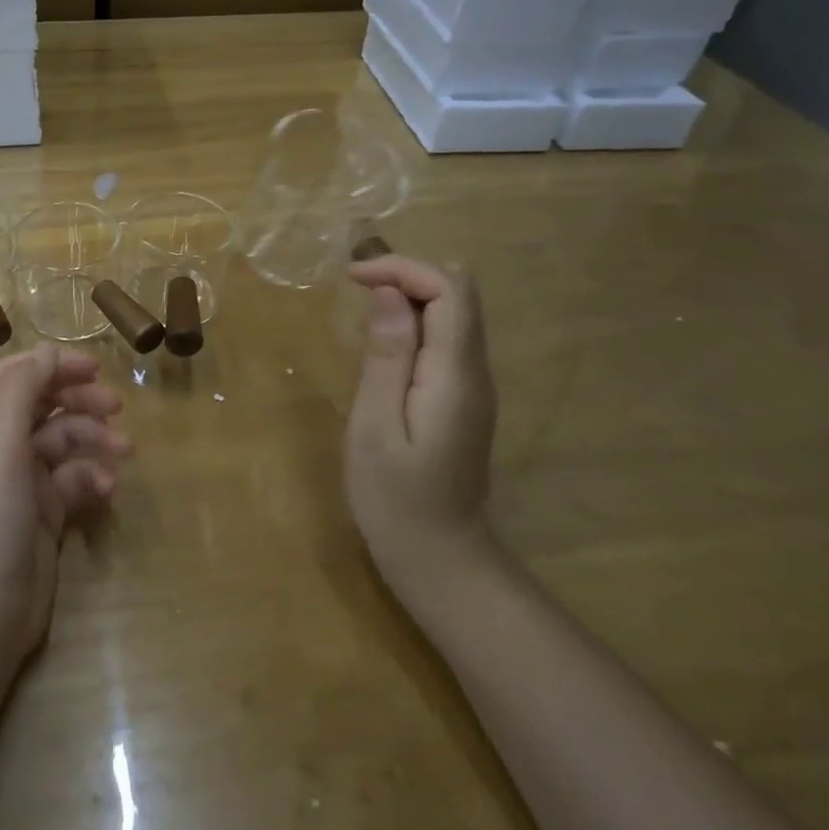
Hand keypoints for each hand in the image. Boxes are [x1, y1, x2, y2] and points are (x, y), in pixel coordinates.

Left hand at [0, 346, 129, 670]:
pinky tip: (106, 492)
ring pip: (65, 442)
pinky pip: (75, 480)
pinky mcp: (45, 512)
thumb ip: (21, 392)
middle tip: (117, 407)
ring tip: (124, 452)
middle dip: (81, 401)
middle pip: (45, 405)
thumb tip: (47, 352)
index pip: (16, 376)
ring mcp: (23, 481)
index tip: (95, 368)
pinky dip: (92, 479)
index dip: (53, 365)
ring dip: (95, 441)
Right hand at [345, 256, 497, 578]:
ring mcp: (475, 387)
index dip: (403, 269)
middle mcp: (476, 372)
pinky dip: (415, 324)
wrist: (441, 560)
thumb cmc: (396, 499)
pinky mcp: (464, 400)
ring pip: (455, 315)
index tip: (352, 279)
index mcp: (456, 375)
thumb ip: (387, 357)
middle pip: (459, 295)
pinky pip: (447, 341)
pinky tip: (383, 344)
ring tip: (362, 309)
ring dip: (410, 297)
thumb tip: (389, 294)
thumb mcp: (375, 426)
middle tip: (356, 290)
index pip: (450, 290)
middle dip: (408, 276)